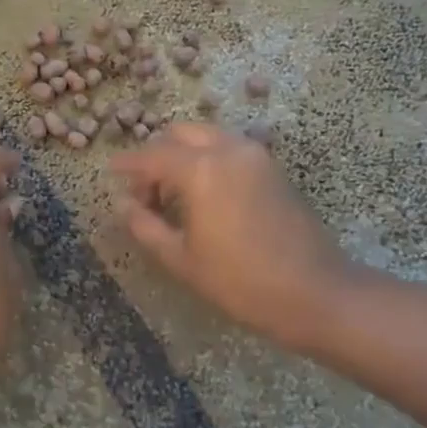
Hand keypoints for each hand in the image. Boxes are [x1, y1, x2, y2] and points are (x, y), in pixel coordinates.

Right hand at [110, 123, 353, 351]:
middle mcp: (228, 150)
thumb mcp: (182, 259)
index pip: (152, 156)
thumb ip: (145, 226)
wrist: (316, 293)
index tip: (110, 171)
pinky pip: (229, 149)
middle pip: (180, 135)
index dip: (128, 164)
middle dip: (157, 155)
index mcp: (201, 170)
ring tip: (174, 195)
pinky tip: (203, 195)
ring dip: (184, 155)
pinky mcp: (273, 168)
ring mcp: (255, 155)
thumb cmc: (241, 282)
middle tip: (145, 191)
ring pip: (207, 137)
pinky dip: (208, 159)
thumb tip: (124, 204)